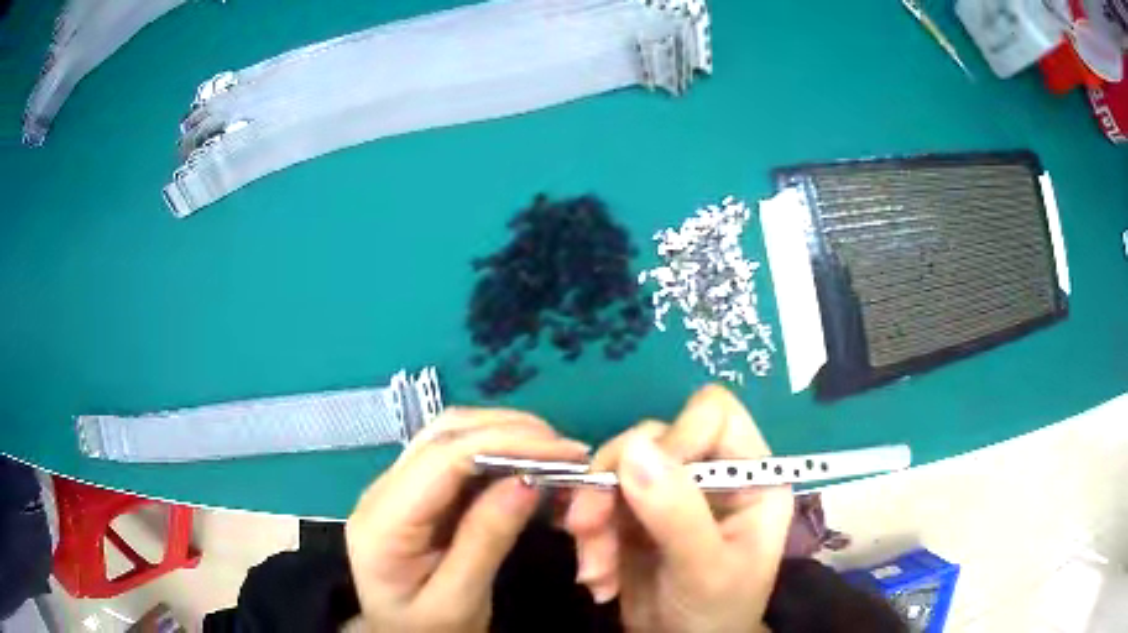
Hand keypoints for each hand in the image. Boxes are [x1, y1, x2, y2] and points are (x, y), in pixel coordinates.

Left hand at [346, 408, 589, 632]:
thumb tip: (528, 480)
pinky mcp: (413, 493)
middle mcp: (382, 491)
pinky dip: (495, 452)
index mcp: (383, 521)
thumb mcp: (458, 600)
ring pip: (449, 436)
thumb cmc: (426, 630)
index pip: (443, 458)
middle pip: (444, 434)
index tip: (566, 452)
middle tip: (568, 451)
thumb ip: (485, 540)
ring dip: (503, 435)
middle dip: (510, 431)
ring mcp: (395, 487)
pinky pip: (454, 457)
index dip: (507, 443)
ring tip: (554, 454)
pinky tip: (525, 465)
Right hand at [565, 385, 793, 632]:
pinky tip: (597, 578)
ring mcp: (670, 492)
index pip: (712, 415)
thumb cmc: (716, 612)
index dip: (674, 438)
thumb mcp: (704, 569)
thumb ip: (676, 513)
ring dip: (594, 520)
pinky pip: (598, 502)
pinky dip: (589, 538)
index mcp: (749, 475)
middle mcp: (710, 473)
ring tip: (595, 571)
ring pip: (616, 470)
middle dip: (612, 485)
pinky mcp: (636, 514)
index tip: (639, 482)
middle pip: (652, 437)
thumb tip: (635, 448)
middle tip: (586, 529)